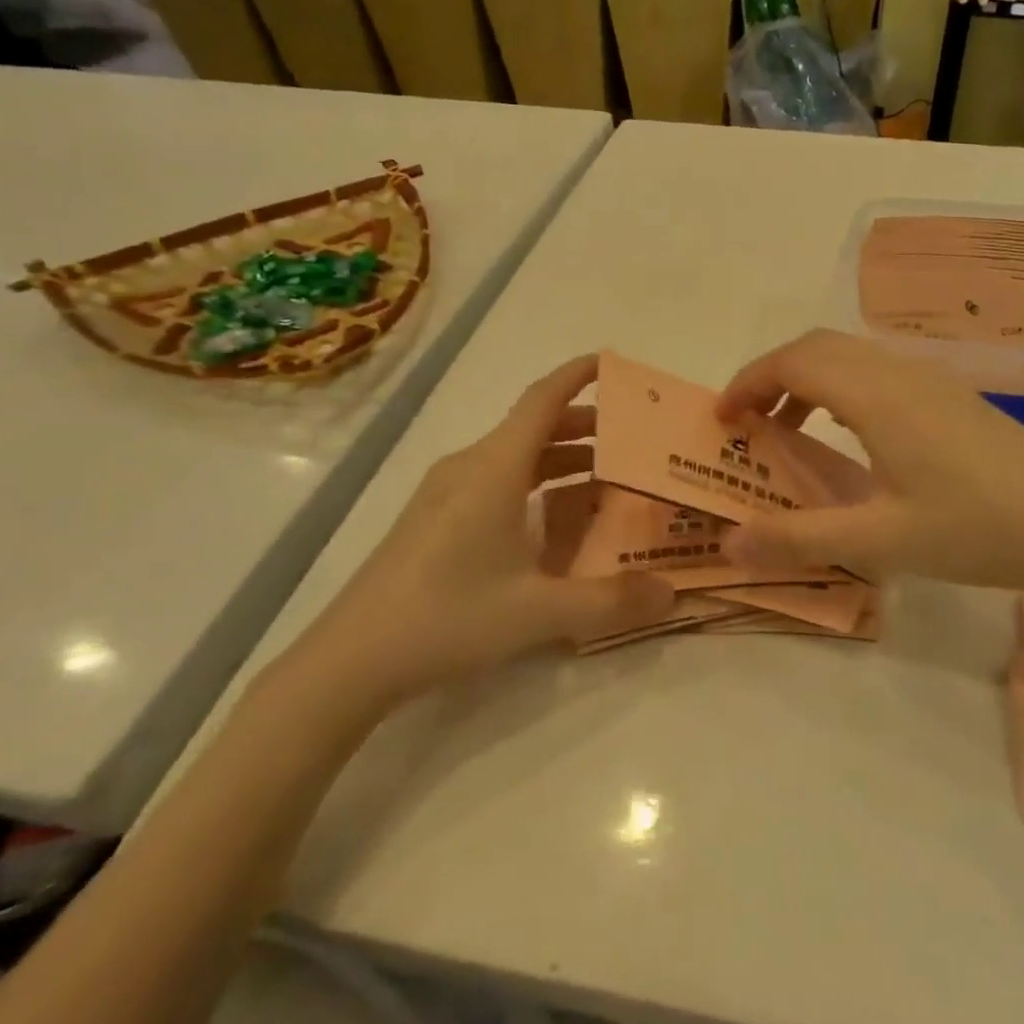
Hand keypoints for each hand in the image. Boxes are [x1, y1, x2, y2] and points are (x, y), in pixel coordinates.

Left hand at [278, 356, 674, 714]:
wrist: (351, 660)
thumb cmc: (448, 617)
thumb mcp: (539, 612)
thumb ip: (611, 600)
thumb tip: (672, 592)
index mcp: (494, 468)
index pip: (543, 399)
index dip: (578, 375)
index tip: (614, 364)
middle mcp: (470, 467)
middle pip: (534, 426)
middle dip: (584, 426)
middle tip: (633, 441)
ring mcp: (446, 492)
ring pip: (514, 456)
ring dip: (560, 459)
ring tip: (606, 480)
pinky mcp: (434, 519)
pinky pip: (495, 481)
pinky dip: (534, 484)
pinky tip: (554, 521)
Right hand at [715, 330, 1023, 592]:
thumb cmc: (975, 528)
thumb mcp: (878, 541)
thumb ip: (797, 539)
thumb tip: (727, 544)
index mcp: (875, 395)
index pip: (793, 361)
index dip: (747, 381)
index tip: (721, 420)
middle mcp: (898, 373)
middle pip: (817, 347)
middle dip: (771, 376)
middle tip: (747, 424)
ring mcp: (929, 380)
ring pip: (849, 356)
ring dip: (807, 381)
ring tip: (789, 433)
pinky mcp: (950, 396)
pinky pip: (876, 372)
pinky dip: (840, 389)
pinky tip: (850, 439)